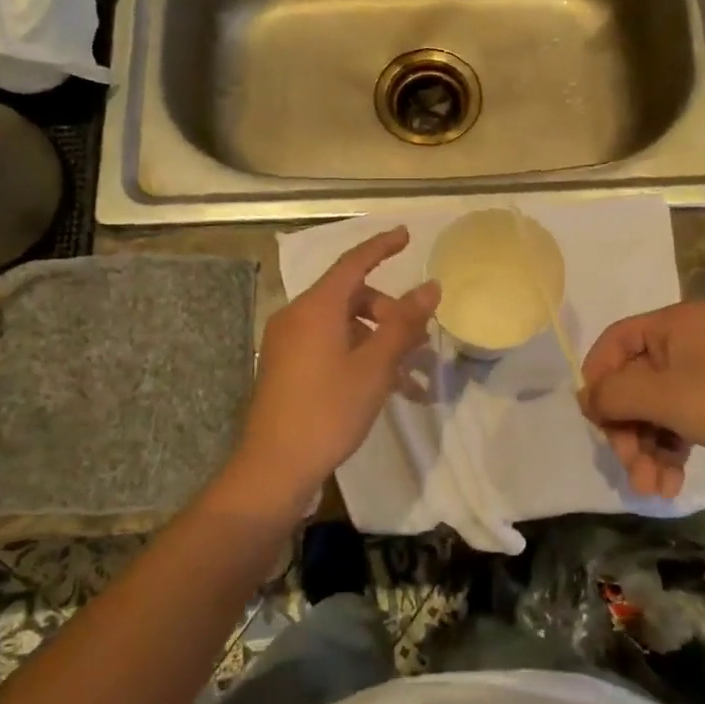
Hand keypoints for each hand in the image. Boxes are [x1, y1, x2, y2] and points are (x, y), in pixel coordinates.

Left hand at [230, 228, 439, 505]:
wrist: (274, 468)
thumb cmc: (328, 411)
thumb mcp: (375, 367)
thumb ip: (403, 324)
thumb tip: (430, 287)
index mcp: (315, 308)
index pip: (353, 262)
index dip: (382, 246)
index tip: (407, 235)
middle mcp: (297, 317)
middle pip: (351, 297)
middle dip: (389, 312)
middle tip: (419, 338)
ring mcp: (288, 344)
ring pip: (343, 326)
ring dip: (379, 341)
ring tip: (411, 373)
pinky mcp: (286, 368)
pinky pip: (330, 347)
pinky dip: (359, 357)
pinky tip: (387, 388)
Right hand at [579, 301, 704, 496]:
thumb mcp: (666, 396)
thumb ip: (616, 394)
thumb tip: (584, 398)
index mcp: (674, 324)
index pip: (615, 341)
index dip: (598, 378)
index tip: (595, 420)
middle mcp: (686, 343)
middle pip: (633, 383)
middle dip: (628, 430)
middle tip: (629, 468)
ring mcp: (704, 375)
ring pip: (654, 409)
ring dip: (646, 449)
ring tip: (652, 489)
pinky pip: (678, 423)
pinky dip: (669, 451)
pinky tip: (669, 484)